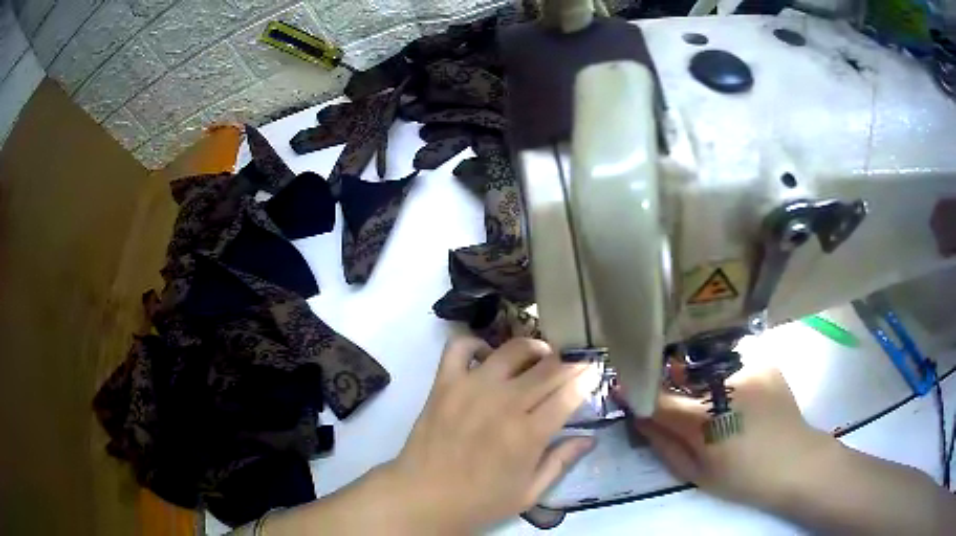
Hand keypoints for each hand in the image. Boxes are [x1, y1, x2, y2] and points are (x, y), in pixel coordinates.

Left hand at [382, 336, 596, 531]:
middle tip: (575, 362)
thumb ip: (561, 462)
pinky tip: (488, 357)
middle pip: (548, 367)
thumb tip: (590, 438)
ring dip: (533, 348)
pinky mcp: (444, 383)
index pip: (569, 392)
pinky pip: (460, 347)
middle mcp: (504, 403)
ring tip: (540, 357)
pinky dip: (476, 343)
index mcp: (528, 434)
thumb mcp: (529, 493)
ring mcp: (471, 388)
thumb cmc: (479, 502)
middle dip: (570, 360)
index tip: (595, 371)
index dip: (587, 377)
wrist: (422, 497)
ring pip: (512, 349)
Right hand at [620, 361, 837, 509]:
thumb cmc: (742, 477)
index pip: (658, 398)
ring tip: (715, 402)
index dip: (637, 392)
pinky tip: (740, 397)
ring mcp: (748, 368)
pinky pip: (735, 365)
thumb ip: (664, 444)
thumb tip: (639, 417)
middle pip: (682, 376)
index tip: (623, 386)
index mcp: (704, 419)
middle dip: (671, 384)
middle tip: (673, 399)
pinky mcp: (765, 362)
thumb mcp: (696, 473)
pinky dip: (729, 378)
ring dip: (702, 381)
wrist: (794, 463)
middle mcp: (724, 385)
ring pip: (709, 368)